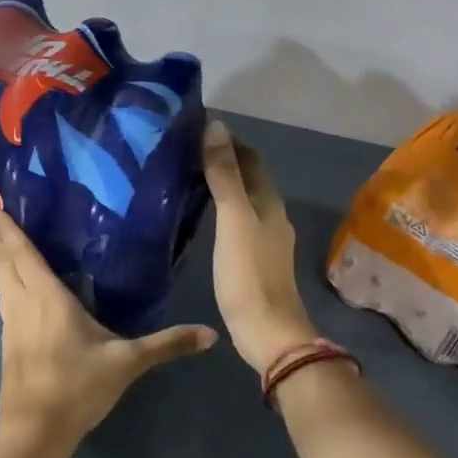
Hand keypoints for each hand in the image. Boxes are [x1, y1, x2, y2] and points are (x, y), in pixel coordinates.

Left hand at [0, 202, 215, 454]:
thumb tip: (211, 334)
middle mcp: (24, 303)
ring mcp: (12, 323)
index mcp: (48, 298)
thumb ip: (167, 344)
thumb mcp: (127, 364)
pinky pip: (2, 297)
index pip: (23, 254)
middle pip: (1, 261)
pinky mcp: (9, 341)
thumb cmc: (78, 389)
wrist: (36, 431)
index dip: (7, 228)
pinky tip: (4, 282)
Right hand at [202, 120, 316, 374]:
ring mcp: (265, 239)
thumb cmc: (248, 273)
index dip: (228, 141)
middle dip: (225, 160)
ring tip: (189, 177)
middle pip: (250, 178)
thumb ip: (225, 174)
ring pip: (245, 200)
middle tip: (186, 150)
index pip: (251, 158)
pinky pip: (238, 222)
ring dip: (223, 185)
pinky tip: (203, 217)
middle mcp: (272, 215)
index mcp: (269, 202)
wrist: (267, 331)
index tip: (196, 128)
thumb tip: (216, 126)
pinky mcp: (254, 260)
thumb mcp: (233, 219)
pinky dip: (222, 209)